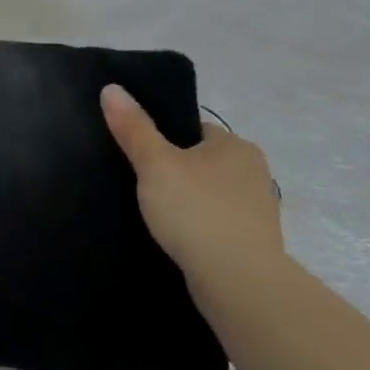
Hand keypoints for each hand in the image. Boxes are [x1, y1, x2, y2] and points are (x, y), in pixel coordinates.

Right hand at [102, 84, 283, 289]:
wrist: (239, 282)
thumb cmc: (196, 211)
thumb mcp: (154, 163)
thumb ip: (133, 127)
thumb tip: (111, 88)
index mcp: (235, 145)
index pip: (193, 129)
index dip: (163, 137)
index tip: (136, 151)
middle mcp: (254, 172)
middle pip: (201, 161)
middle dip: (175, 170)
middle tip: (138, 180)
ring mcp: (257, 210)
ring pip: (209, 194)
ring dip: (187, 200)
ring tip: (152, 211)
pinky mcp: (253, 243)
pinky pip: (216, 223)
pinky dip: (197, 226)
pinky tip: (174, 236)